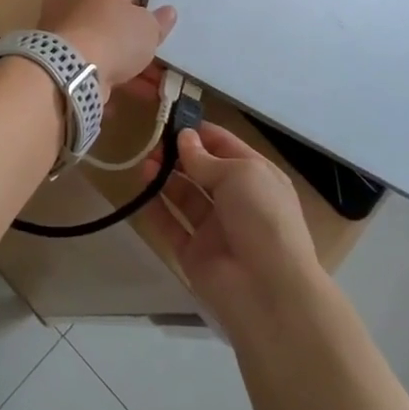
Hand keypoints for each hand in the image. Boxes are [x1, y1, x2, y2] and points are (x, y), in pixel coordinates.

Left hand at [37, 0, 176, 99]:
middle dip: (131, 45)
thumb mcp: (149, 28)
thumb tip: (168, 13)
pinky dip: (98, 79)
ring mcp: (58, 25)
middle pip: (108, 20)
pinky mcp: (51, 53)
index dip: (142, 14)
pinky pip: (81, 64)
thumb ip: (159, 22)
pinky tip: (116, 100)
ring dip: (120, 66)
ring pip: (96, 44)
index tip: (152, 35)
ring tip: (147, 90)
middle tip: (153, 66)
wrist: (70, 67)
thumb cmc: (115, 35)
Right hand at [141, 122, 322, 327]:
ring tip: (144, 163)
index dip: (200, 132)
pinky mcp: (194, 253)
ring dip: (165, 178)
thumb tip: (184, 138)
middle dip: (178, 154)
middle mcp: (237, 201)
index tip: (171, 119)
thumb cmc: (262, 218)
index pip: (225, 146)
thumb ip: (206, 158)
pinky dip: (156, 208)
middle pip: (202, 170)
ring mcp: (215, 228)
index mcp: (257, 177)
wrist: (268, 290)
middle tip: (151, 142)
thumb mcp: (239, 174)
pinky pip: (171, 225)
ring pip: (185, 196)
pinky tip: (140, 190)